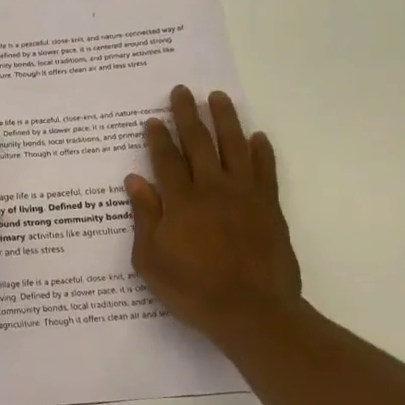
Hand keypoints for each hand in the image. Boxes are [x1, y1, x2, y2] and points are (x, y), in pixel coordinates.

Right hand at [124, 86, 303, 344]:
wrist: (252, 312)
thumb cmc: (193, 289)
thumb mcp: (151, 260)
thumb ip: (145, 217)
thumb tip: (135, 180)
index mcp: (180, 201)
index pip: (165, 159)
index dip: (157, 138)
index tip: (152, 120)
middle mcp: (212, 188)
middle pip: (198, 142)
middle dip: (187, 115)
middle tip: (182, 91)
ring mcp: (244, 195)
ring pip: (234, 146)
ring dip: (225, 119)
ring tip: (218, 97)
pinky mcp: (269, 207)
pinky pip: (265, 170)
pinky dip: (261, 151)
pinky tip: (257, 137)